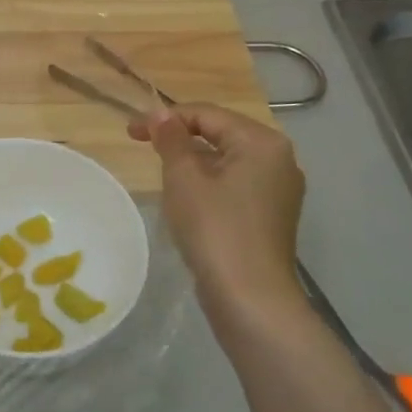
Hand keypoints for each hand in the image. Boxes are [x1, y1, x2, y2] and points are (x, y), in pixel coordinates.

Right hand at [127, 103, 307, 324]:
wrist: (250, 298)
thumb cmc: (215, 229)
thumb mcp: (184, 178)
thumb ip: (171, 139)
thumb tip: (161, 113)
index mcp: (262, 141)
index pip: (207, 114)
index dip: (166, 118)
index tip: (130, 132)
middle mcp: (279, 158)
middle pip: (221, 133)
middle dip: (181, 137)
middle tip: (144, 148)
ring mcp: (280, 188)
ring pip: (228, 160)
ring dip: (194, 161)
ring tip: (163, 173)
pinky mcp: (273, 214)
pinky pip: (236, 183)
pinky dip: (210, 182)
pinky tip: (189, 199)